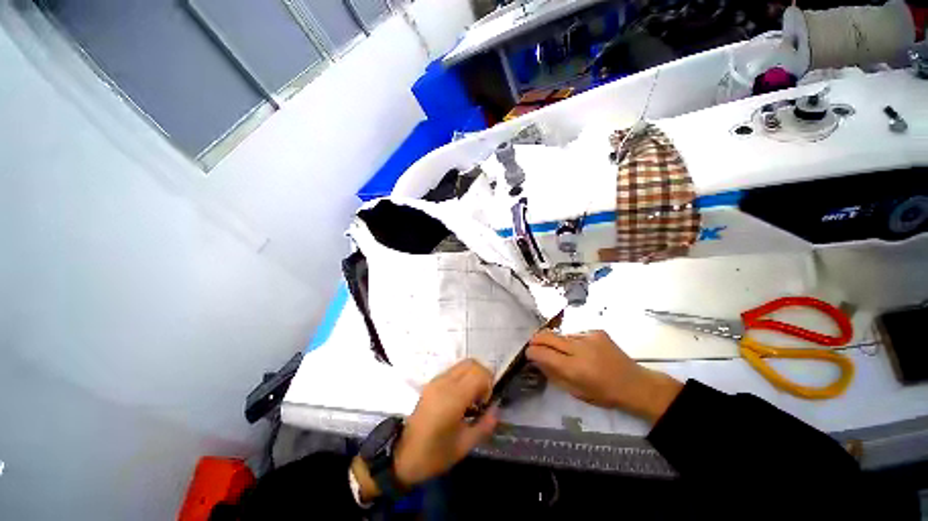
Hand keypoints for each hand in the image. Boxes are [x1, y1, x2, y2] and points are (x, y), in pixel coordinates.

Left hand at [353, 360, 497, 501]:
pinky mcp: (431, 382)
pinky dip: (464, 377)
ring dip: (473, 375)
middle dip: (483, 376)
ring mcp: (436, 380)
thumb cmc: (435, 454)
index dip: (488, 384)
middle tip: (482, 398)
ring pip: (463, 364)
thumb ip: (485, 425)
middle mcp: (444, 382)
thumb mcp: (465, 445)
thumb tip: (496, 408)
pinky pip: (453, 370)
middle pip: (471, 363)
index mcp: (452, 398)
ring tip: (472, 399)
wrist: (402, 455)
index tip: (486, 403)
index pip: (478, 373)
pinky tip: (461, 398)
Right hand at [526, 330, 681, 421]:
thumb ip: (553, 374)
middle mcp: (579, 348)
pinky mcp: (596, 331)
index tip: (528, 354)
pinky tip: (580, 350)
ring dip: (556, 341)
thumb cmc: (604, 394)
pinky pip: (574, 333)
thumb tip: (537, 360)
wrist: (634, 383)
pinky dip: (571, 341)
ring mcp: (588, 336)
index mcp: (574, 368)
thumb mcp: (575, 391)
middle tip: (534, 345)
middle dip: (536, 340)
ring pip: (561, 334)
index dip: (531, 352)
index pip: (542, 353)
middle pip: (547, 336)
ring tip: (563, 351)